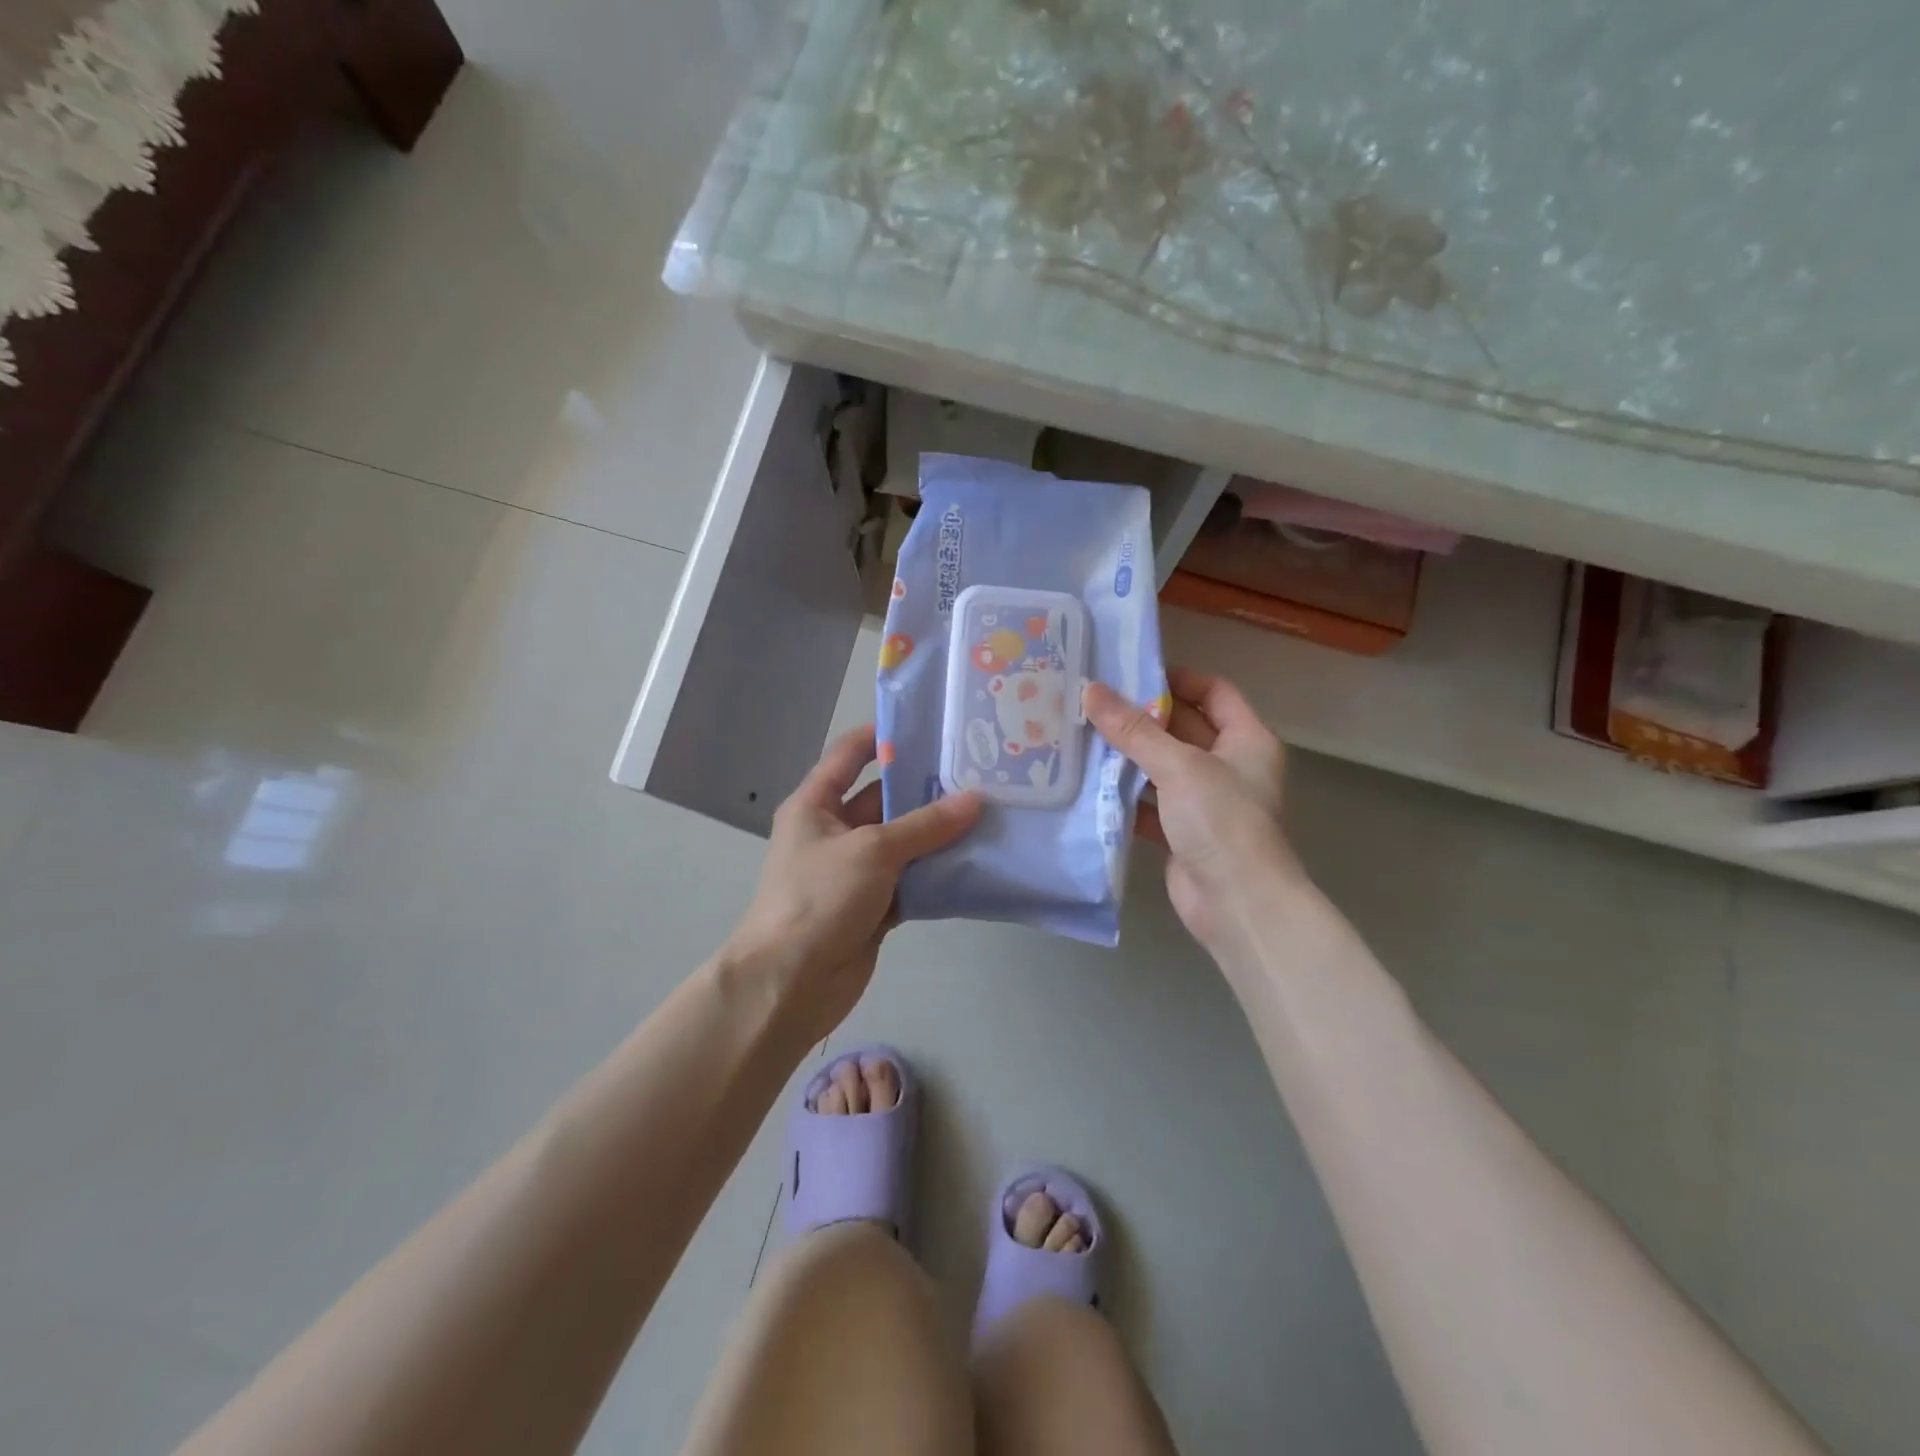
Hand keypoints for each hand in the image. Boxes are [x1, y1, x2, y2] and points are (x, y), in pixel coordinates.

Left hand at [727, 725, 981, 1044]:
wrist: (790, 983)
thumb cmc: (819, 898)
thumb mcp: (872, 850)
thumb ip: (925, 825)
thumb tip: (975, 800)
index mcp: (816, 804)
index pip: (849, 755)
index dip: (884, 736)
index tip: (931, 725)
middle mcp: (834, 832)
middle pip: (884, 799)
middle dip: (926, 788)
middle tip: (977, 772)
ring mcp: (854, 871)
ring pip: (902, 842)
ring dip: (937, 834)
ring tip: (988, 812)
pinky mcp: (872, 906)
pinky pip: (910, 880)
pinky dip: (936, 874)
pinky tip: (975, 861)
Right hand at [1084, 668, 1300, 956]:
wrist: (1238, 904)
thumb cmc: (1222, 821)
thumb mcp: (1179, 766)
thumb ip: (1134, 730)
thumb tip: (1090, 690)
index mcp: (1246, 740)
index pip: (1214, 692)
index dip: (1177, 678)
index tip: (1131, 674)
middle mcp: (1228, 765)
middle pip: (1182, 727)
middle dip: (1141, 716)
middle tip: (1093, 701)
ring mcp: (1204, 801)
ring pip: (1161, 766)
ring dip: (1127, 754)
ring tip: (1081, 734)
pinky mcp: (1181, 831)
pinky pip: (1148, 801)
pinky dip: (1123, 793)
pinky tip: (1088, 782)